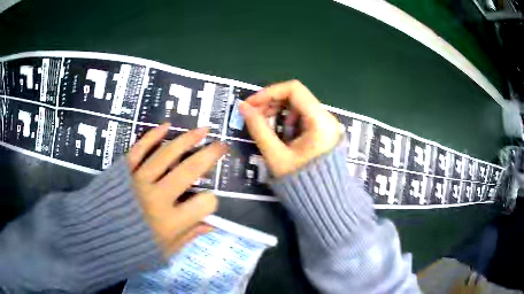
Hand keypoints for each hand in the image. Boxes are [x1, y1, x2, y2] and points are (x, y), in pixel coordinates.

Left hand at [127, 124, 228, 256]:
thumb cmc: (130, 249)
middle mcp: (156, 198)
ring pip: (167, 154)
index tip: (208, 202)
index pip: (203, 204)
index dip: (211, 202)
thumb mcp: (163, 252)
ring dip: (187, 140)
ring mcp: (138, 180)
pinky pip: (139, 149)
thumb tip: (211, 224)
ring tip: (203, 130)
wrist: (94, 237)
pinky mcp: (123, 170)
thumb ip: (188, 237)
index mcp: (169, 223)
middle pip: (189, 171)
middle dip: (209, 156)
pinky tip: (166, 126)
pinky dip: (152, 136)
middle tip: (221, 145)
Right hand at [239, 80, 340, 177]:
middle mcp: (327, 118)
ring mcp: (326, 124)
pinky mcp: (323, 131)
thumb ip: (259, 129)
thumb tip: (244, 108)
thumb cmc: (301, 182)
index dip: (269, 92)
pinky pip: (303, 116)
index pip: (294, 90)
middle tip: (253, 114)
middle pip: (296, 96)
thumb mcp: (276, 155)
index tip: (251, 103)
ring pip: (299, 105)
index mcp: (320, 121)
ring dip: (278, 109)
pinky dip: (287, 118)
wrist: (322, 201)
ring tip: (264, 123)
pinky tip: (280, 131)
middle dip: (271, 101)